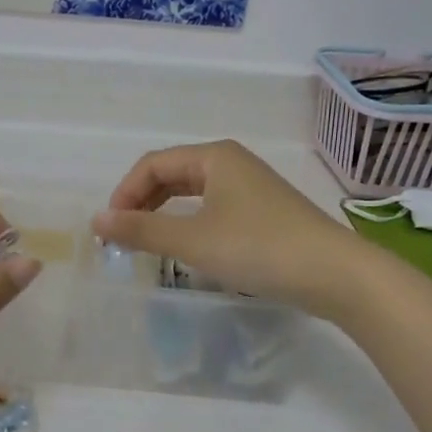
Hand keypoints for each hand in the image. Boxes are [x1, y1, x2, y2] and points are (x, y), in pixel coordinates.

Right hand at [93, 140, 356, 319]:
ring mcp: (251, 187)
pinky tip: (187, 246)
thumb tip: (97, 220)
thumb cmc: (258, 248)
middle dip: (142, 202)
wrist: (335, 274)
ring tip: (147, 241)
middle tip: (122, 235)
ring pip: (193, 192)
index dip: (124, 193)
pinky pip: (213, 208)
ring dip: (164, 213)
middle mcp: (232, 163)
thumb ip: (142, 229)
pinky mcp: (264, 213)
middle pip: (172, 174)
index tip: (109, 229)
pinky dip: (190, 222)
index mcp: (214, 157)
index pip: (153, 165)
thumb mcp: (193, 240)